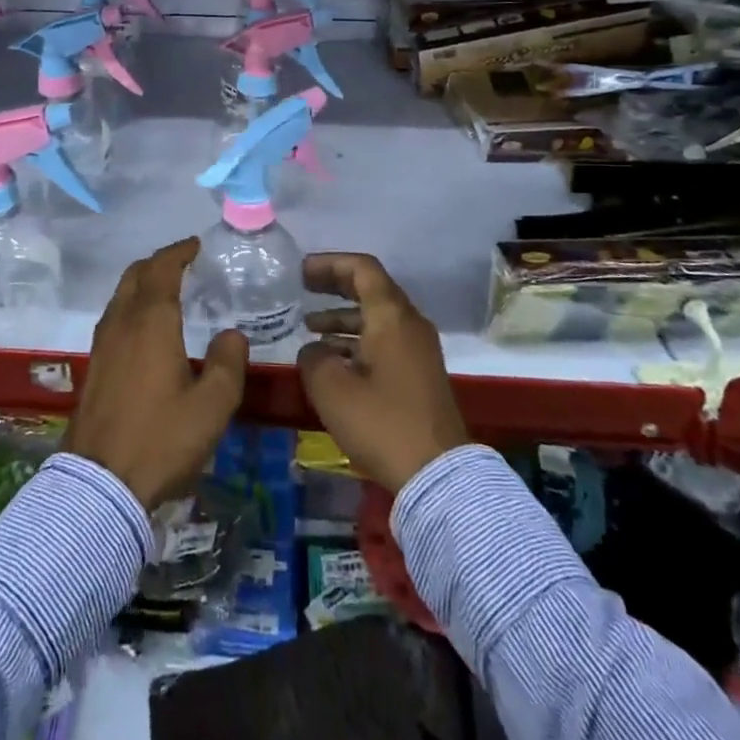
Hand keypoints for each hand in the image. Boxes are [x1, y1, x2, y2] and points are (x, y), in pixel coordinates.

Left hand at [64, 237, 249, 509]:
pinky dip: (133, 306)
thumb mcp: (212, 406)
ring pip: (121, 295)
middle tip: (184, 263)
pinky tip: (147, 329)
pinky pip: (114, 317)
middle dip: (159, 262)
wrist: (99, 486)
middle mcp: (122, 323)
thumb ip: (227, 363)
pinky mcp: (94, 367)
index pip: (162, 268)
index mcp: (151, 321)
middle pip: (135, 275)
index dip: (179, 251)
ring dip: (143, 283)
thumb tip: (231, 334)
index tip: (196, 245)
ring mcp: (103, 345)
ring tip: (168, 291)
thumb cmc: (161, 439)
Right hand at [296, 252, 470, 492]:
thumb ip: (313, 357)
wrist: (437, 475)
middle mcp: (409, 323)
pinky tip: (332, 358)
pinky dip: (356, 340)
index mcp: (391, 316)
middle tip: (303, 288)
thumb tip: (315, 349)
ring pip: (376, 318)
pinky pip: (384, 340)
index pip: (362, 268)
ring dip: (343, 317)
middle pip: (370, 289)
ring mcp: (418, 350)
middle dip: (335, 286)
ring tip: (309, 326)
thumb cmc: (382, 423)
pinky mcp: (419, 374)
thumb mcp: (331, 388)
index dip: (330, 264)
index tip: (301, 271)